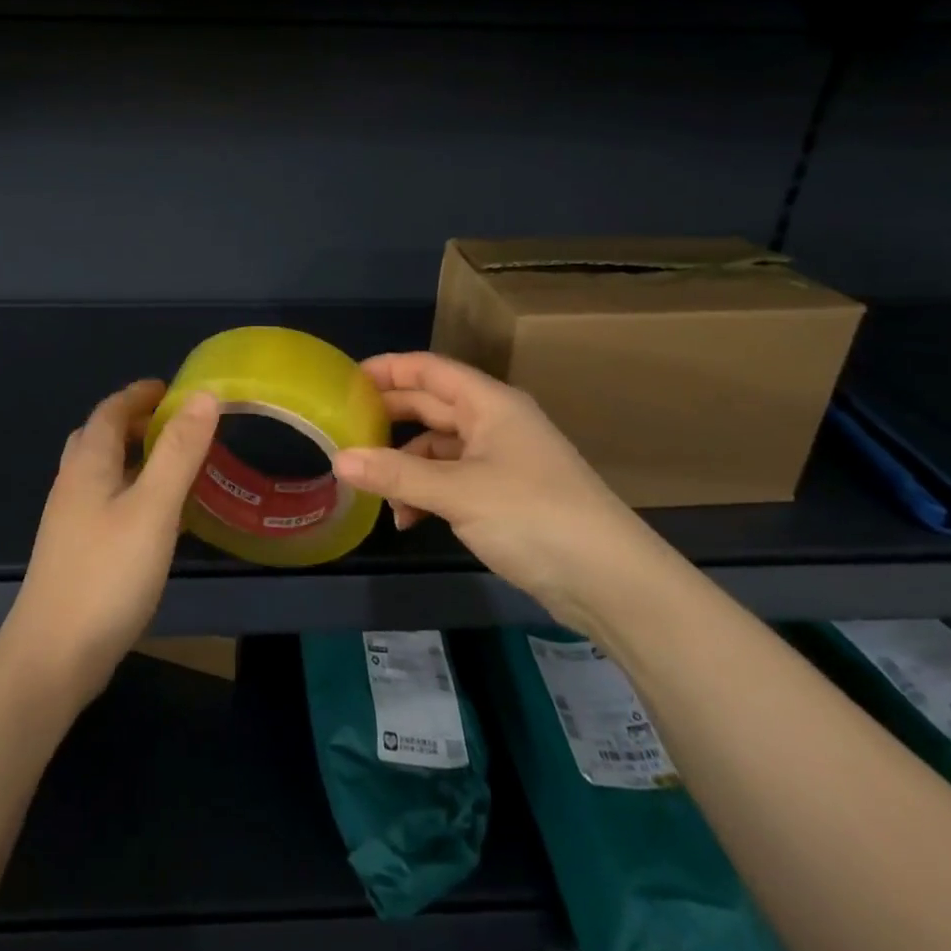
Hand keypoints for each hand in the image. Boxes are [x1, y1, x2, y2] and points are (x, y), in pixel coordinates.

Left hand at [0, 379, 219, 704]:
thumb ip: (178, 452)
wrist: (52, 658)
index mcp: (88, 465)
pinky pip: (108, 502)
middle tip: (177, 424)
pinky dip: (133, 490)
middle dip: (135, 422)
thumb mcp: (153, 508)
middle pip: (100, 437)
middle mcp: (73, 485)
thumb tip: (203, 396)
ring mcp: (71, 522)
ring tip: (174, 464)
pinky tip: (157, 517)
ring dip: (135, 457)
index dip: (140, 394)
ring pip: (103, 472)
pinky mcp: (77, 552)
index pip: (110, 411)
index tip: (173, 388)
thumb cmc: (106, 575)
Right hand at [333, 352, 658, 633]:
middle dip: (389, 418)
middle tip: (344, 429)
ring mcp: (501, 460)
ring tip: (373, 490)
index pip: (429, 369)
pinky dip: (426, 493)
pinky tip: (409, 520)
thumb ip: (396, 474)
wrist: (612, 581)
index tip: (345, 380)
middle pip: (431, 406)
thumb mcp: (458, 493)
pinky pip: (452, 480)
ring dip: (405, 466)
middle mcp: (494, 423)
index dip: (388, 369)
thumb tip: (339, 460)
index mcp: (489, 404)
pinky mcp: (504, 495)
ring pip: (438, 448)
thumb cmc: (533, 516)